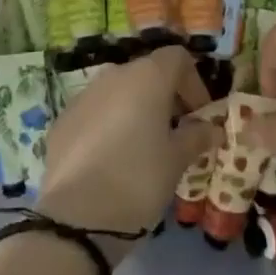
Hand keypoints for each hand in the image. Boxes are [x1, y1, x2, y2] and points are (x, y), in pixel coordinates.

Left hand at [37, 47, 222, 258]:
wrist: (75, 217)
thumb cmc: (138, 180)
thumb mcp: (176, 161)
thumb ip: (196, 137)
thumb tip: (212, 128)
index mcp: (147, 77)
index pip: (177, 58)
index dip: (194, 83)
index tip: (199, 116)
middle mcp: (114, 75)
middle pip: (148, 73)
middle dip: (166, 98)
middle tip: (176, 134)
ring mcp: (85, 94)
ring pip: (120, 92)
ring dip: (137, 110)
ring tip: (144, 148)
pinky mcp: (63, 118)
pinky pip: (96, 112)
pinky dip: (110, 125)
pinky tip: (111, 160)